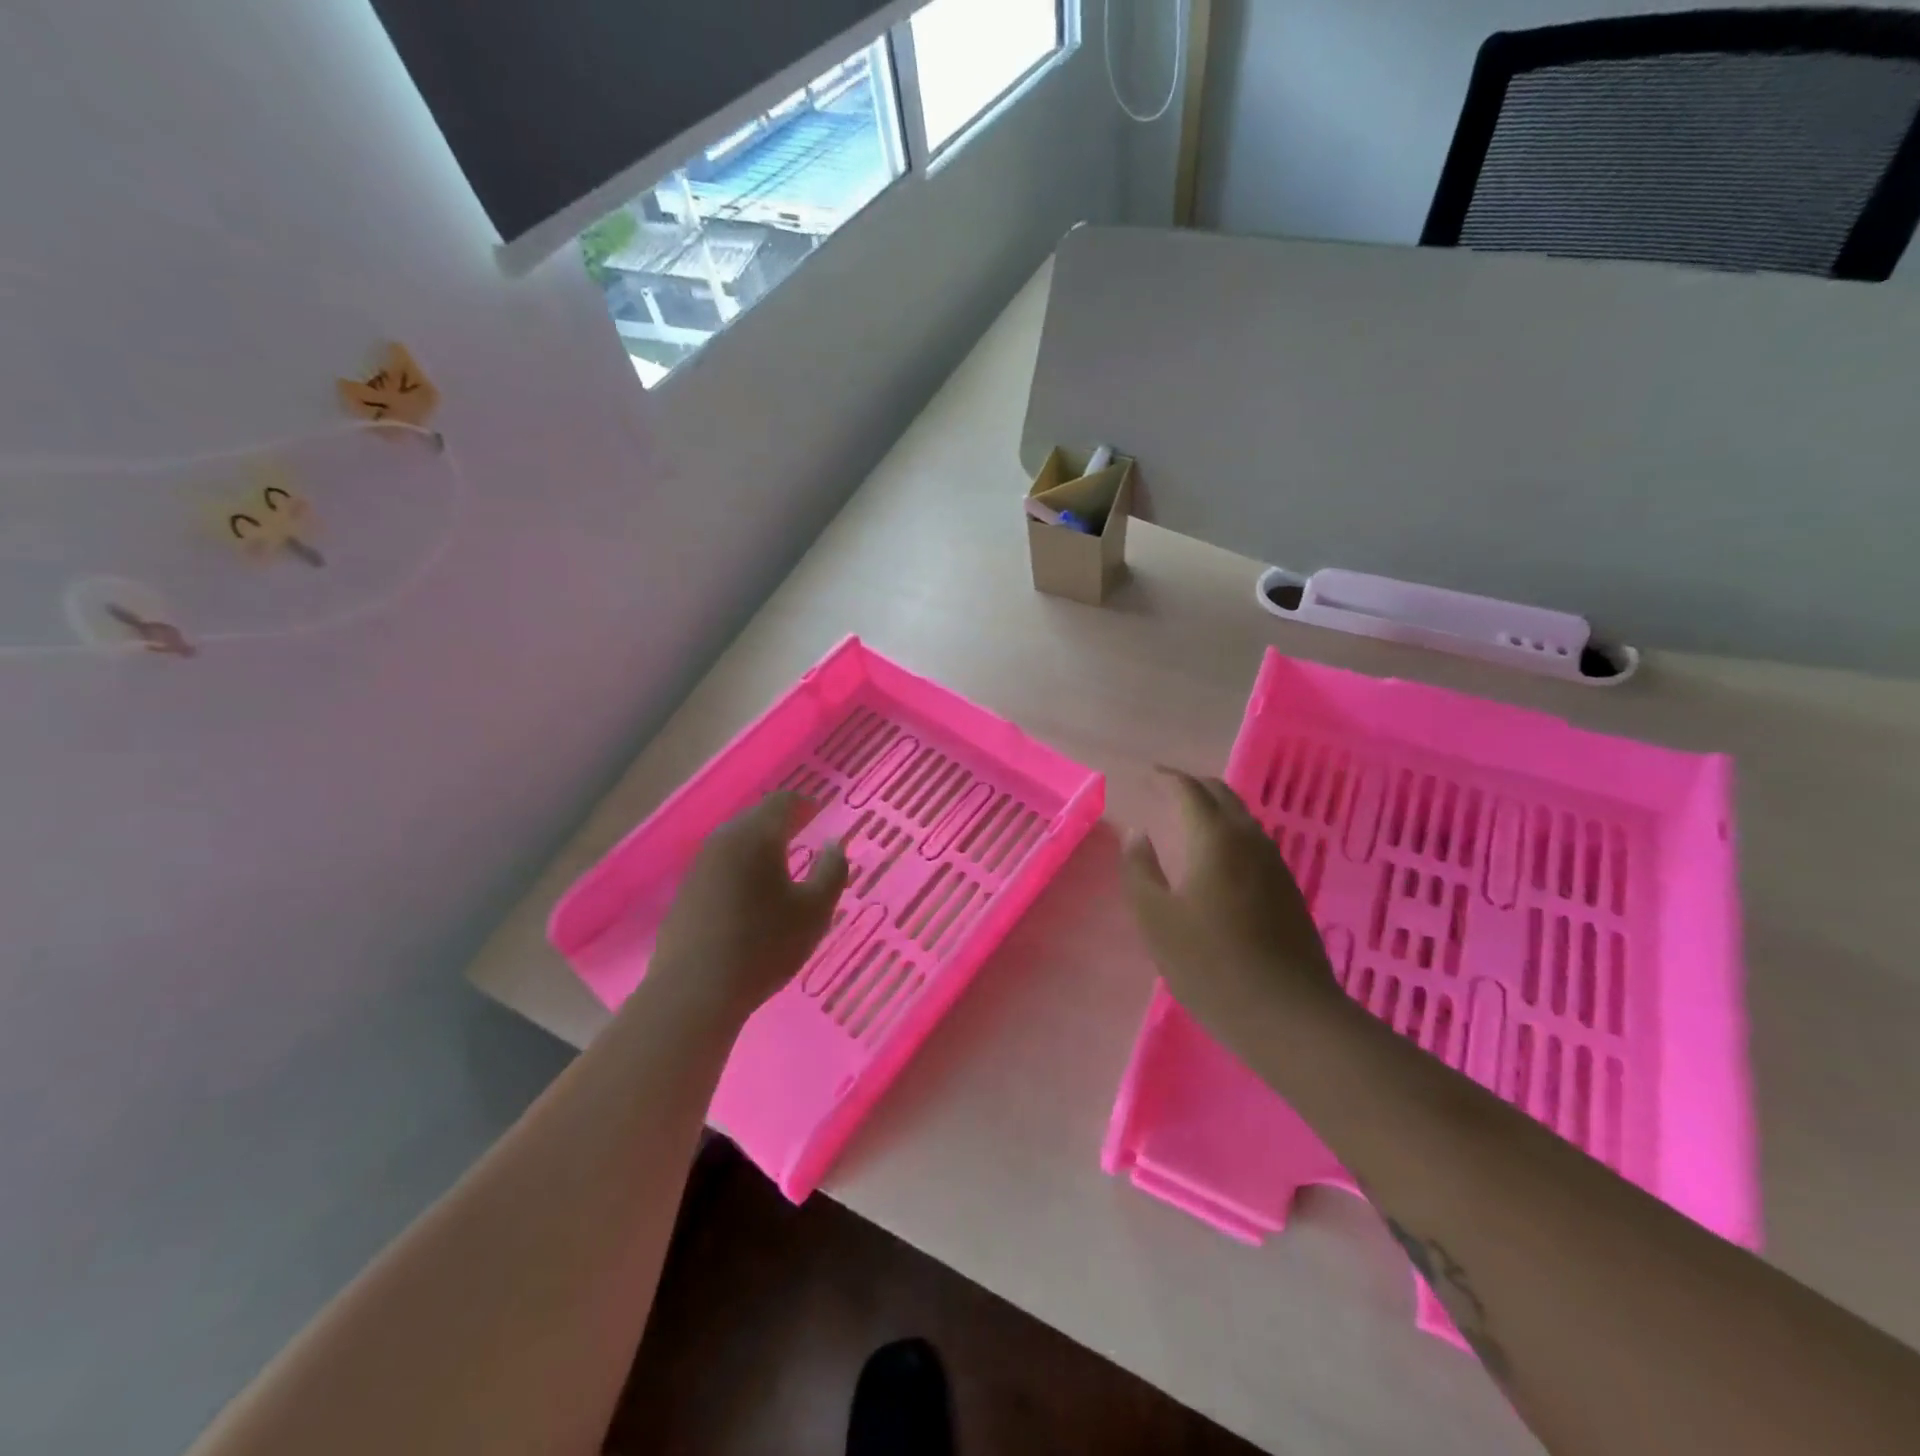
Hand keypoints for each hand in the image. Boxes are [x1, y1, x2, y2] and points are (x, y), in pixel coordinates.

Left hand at [645, 793, 848, 1027]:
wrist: (695, 990)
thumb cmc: (764, 945)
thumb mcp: (814, 911)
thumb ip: (831, 871)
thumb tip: (835, 844)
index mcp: (756, 836)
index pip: (782, 802)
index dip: (803, 802)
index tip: (818, 809)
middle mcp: (723, 841)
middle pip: (755, 818)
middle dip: (781, 821)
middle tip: (803, 829)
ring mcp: (699, 866)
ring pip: (735, 841)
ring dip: (759, 844)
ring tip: (780, 860)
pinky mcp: (686, 893)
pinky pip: (721, 865)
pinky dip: (741, 867)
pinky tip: (750, 891)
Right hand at [1122, 768, 1339, 1029]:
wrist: (1288, 1014)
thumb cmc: (1210, 964)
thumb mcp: (1156, 920)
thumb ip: (1139, 870)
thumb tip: (1136, 834)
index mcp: (1215, 839)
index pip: (1189, 790)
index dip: (1166, 778)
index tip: (1146, 775)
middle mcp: (1249, 840)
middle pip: (1221, 794)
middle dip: (1191, 785)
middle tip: (1164, 789)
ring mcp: (1275, 864)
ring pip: (1241, 817)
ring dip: (1213, 808)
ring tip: (1187, 818)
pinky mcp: (1288, 889)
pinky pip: (1253, 841)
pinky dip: (1228, 831)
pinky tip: (1217, 856)